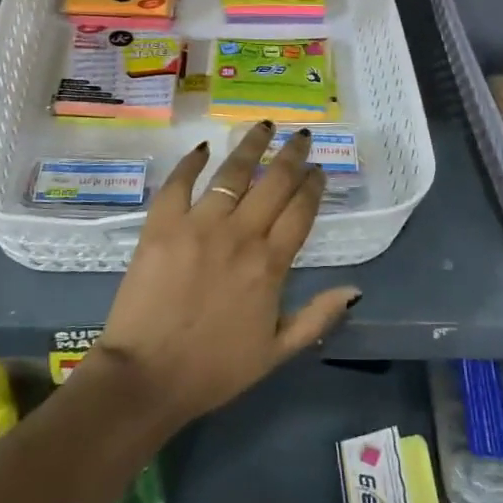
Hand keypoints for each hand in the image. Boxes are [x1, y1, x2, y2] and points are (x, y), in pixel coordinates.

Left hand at [94, 123, 359, 427]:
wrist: (147, 376)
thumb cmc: (214, 369)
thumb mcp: (276, 353)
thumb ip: (316, 317)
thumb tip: (355, 289)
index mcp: (270, 265)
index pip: (300, 212)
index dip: (313, 187)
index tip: (319, 170)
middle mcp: (240, 235)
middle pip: (274, 183)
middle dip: (292, 155)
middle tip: (300, 137)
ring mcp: (199, 225)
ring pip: (232, 173)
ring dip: (251, 146)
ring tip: (264, 126)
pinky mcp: (162, 224)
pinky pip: (180, 182)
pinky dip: (191, 161)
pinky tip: (203, 147)